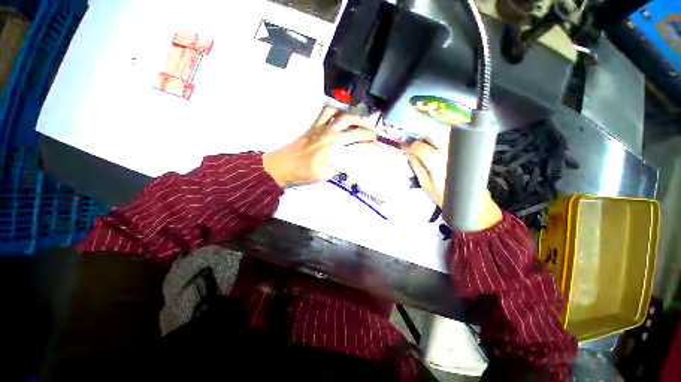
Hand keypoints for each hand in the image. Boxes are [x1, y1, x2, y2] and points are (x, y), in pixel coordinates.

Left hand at [263, 107, 377, 187]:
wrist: (283, 166)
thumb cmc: (304, 173)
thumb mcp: (326, 175)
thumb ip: (340, 167)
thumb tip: (350, 162)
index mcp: (334, 147)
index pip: (358, 141)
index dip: (370, 144)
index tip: (377, 147)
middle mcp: (330, 133)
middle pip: (353, 125)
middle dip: (367, 129)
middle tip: (371, 135)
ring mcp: (321, 127)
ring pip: (341, 114)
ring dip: (354, 117)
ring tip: (359, 123)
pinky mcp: (313, 125)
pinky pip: (325, 111)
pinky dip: (335, 110)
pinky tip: (339, 115)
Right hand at [402, 139, 502, 229]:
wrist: (470, 202)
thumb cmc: (445, 197)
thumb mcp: (425, 184)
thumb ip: (416, 166)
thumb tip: (408, 153)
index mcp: (437, 162)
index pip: (420, 146)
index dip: (409, 144)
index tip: (403, 145)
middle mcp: (450, 151)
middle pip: (433, 133)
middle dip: (420, 135)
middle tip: (411, 141)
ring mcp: (459, 149)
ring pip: (443, 132)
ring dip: (430, 133)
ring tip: (422, 141)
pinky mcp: (465, 150)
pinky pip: (450, 137)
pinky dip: (440, 136)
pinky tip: (434, 142)